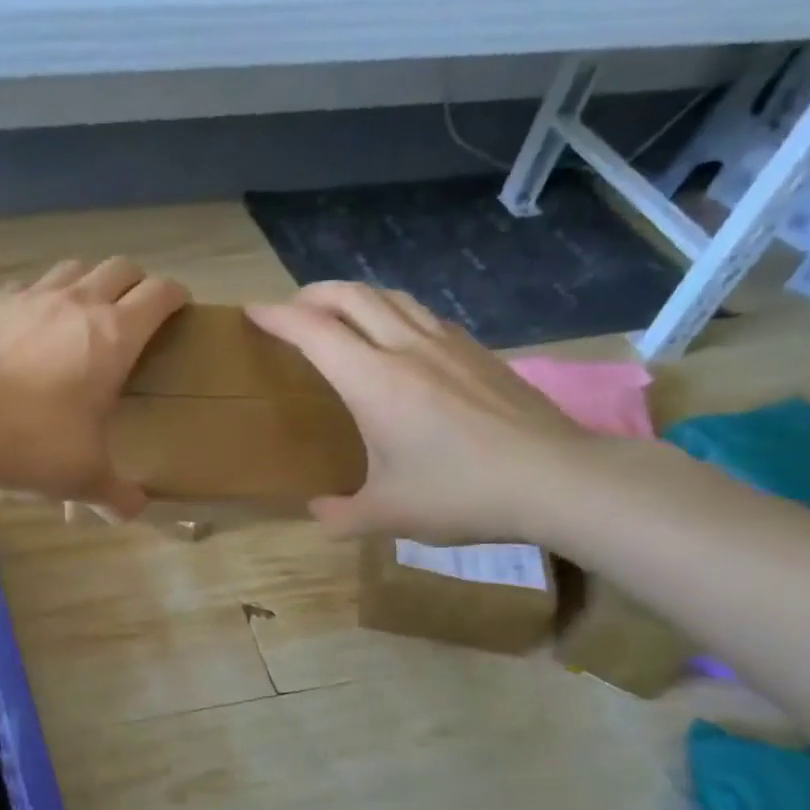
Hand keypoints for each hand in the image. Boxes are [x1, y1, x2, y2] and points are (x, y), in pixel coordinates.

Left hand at [0, 258, 187, 516]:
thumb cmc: (33, 443)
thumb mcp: (83, 477)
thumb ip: (116, 494)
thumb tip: (134, 511)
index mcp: (115, 336)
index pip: (159, 295)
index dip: (175, 296)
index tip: (180, 307)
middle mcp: (77, 303)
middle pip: (120, 268)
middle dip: (135, 283)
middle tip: (134, 310)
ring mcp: (29, 297)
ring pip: (72, 268)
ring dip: (87, 282)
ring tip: (81, 312)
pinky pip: (23, 287)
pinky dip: (36, 299)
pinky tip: (26, 326)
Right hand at [246, 283, 590, 541]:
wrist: (556, 478)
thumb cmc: (460, 493)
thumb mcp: (387, 515)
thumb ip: (341, 516)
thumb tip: (319, 512)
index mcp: (373, 381)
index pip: (313, 331)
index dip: (278, 316)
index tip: (253, 310)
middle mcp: (407, 348)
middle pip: (351, 296)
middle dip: (312, 294)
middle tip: (291, 308)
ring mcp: (448, 344)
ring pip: (391, 297)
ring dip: (355, 296)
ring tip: (338, 313)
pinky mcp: (478, 352)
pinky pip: (423, 315)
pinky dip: (393, 312)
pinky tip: (398, 337)